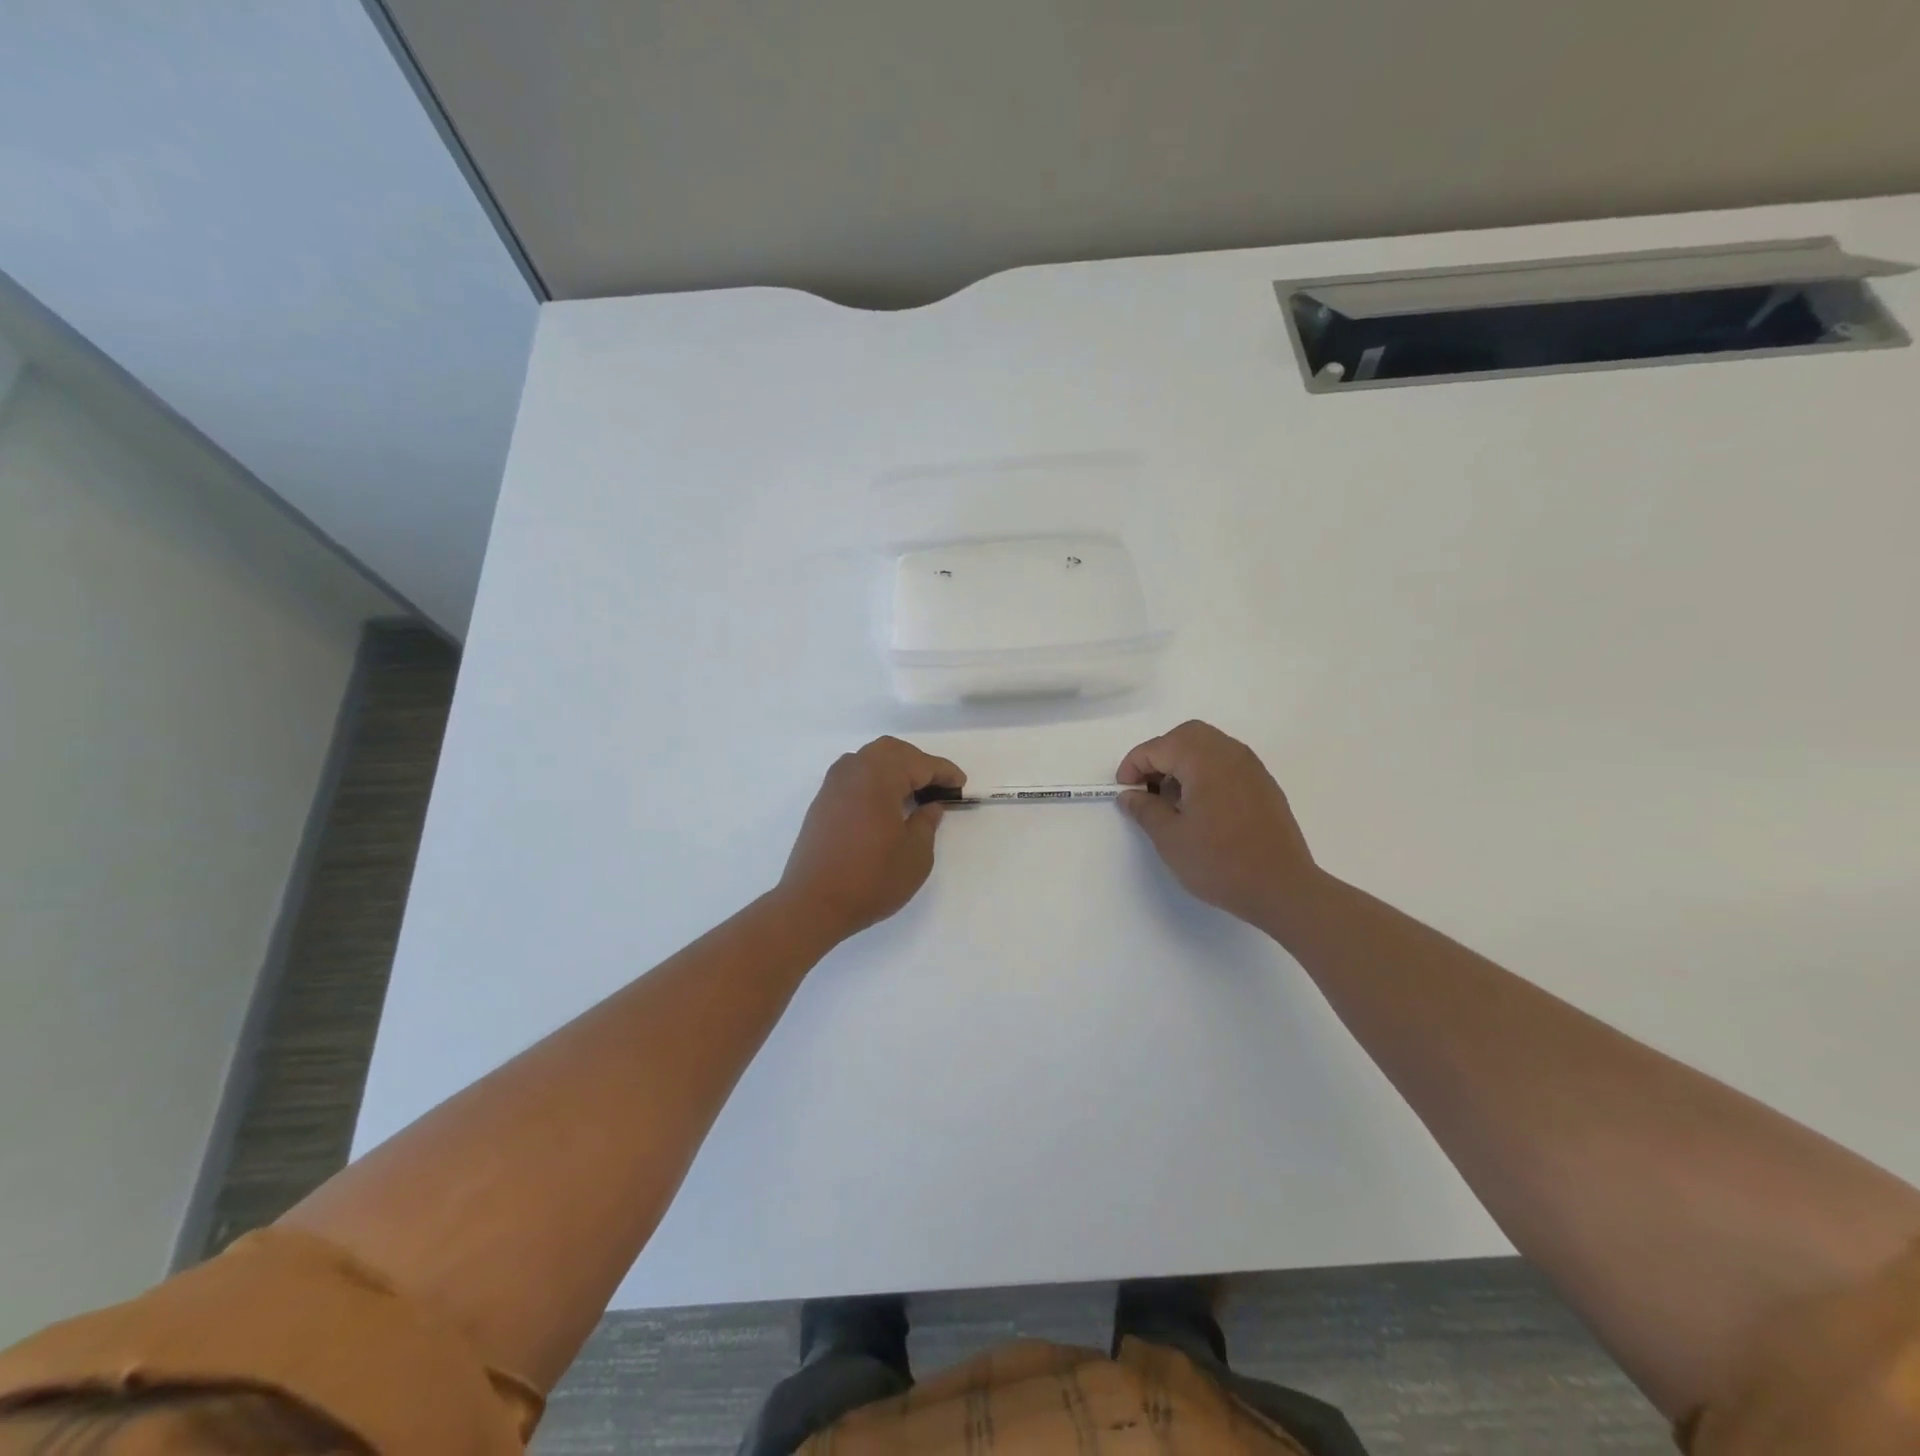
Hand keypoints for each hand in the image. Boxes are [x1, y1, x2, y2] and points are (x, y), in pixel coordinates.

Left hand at [777, 737, 963, 940]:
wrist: (813, 904)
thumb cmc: (871, 878)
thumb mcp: (915, 855)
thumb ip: (926, 823)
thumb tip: (930, 806)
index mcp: (879, 777)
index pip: (920, 764)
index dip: (944, 772)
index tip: (960, 785)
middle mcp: (854, 771)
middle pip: (891, 751)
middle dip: (918, 762)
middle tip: (937, 785)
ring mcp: (833, 785)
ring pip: (869, 759)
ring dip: (894, 768)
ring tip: (912, 792)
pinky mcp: (822, 803)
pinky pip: (854, 775)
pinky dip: (874, 779)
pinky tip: (885, 803)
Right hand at [1116, 720, 1319, 931]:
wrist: (1282, 888)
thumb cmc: (1220, 862)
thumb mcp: (1170, 839)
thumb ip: (1145, 809)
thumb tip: (1130, 795)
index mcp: (1204, 760)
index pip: (1158, 747)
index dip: (1133, 766)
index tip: (1124, 792)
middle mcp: (1230, 753)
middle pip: (1186, 736)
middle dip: (1159, 756)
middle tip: (1147, 788)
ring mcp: (1251, 767)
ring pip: (1208, 746)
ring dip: (1183, 763)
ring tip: (1172, 800)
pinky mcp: (1263, 785)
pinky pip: (1227, 763)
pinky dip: (1205, 772)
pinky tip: (1200, 807)